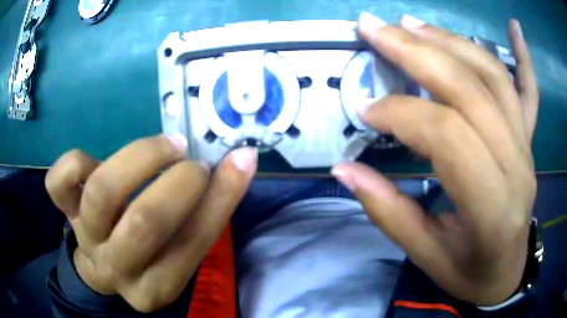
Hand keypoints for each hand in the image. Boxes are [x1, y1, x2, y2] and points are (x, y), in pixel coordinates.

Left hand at [46, 135, 256, 311]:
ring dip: (140, 157)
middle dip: (178, 182)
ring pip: (103, 191)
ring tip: (165, 146)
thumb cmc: (149, 254)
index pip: (191, 244)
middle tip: (192, 159)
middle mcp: (117, 268)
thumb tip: (240, 161)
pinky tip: (95, 160)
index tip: (238, 160)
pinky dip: (76, 161)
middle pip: (144, 221)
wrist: (104, 262)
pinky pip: (59, 182)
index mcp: (156, 287)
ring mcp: (85, 238)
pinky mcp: (64, 212)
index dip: (219, 198)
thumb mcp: (180, 247)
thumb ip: (205, 211)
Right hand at [332, 14, 537, 305]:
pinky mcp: (530, 139)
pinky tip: (514, 28)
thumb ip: (388, 212)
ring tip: (411, 24)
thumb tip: (343, 170)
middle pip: (471, 90)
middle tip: (374, 29)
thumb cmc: (467, 272)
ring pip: (494, 77)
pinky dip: (523, 56)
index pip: (449, 137)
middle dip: (417, 52)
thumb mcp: (425, 256)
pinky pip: (530, 90)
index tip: (366, 110)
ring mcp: (527, 146)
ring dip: (450, 41)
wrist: (504, 273)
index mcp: (492, 207)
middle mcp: (517, 165)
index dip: (402, 114)